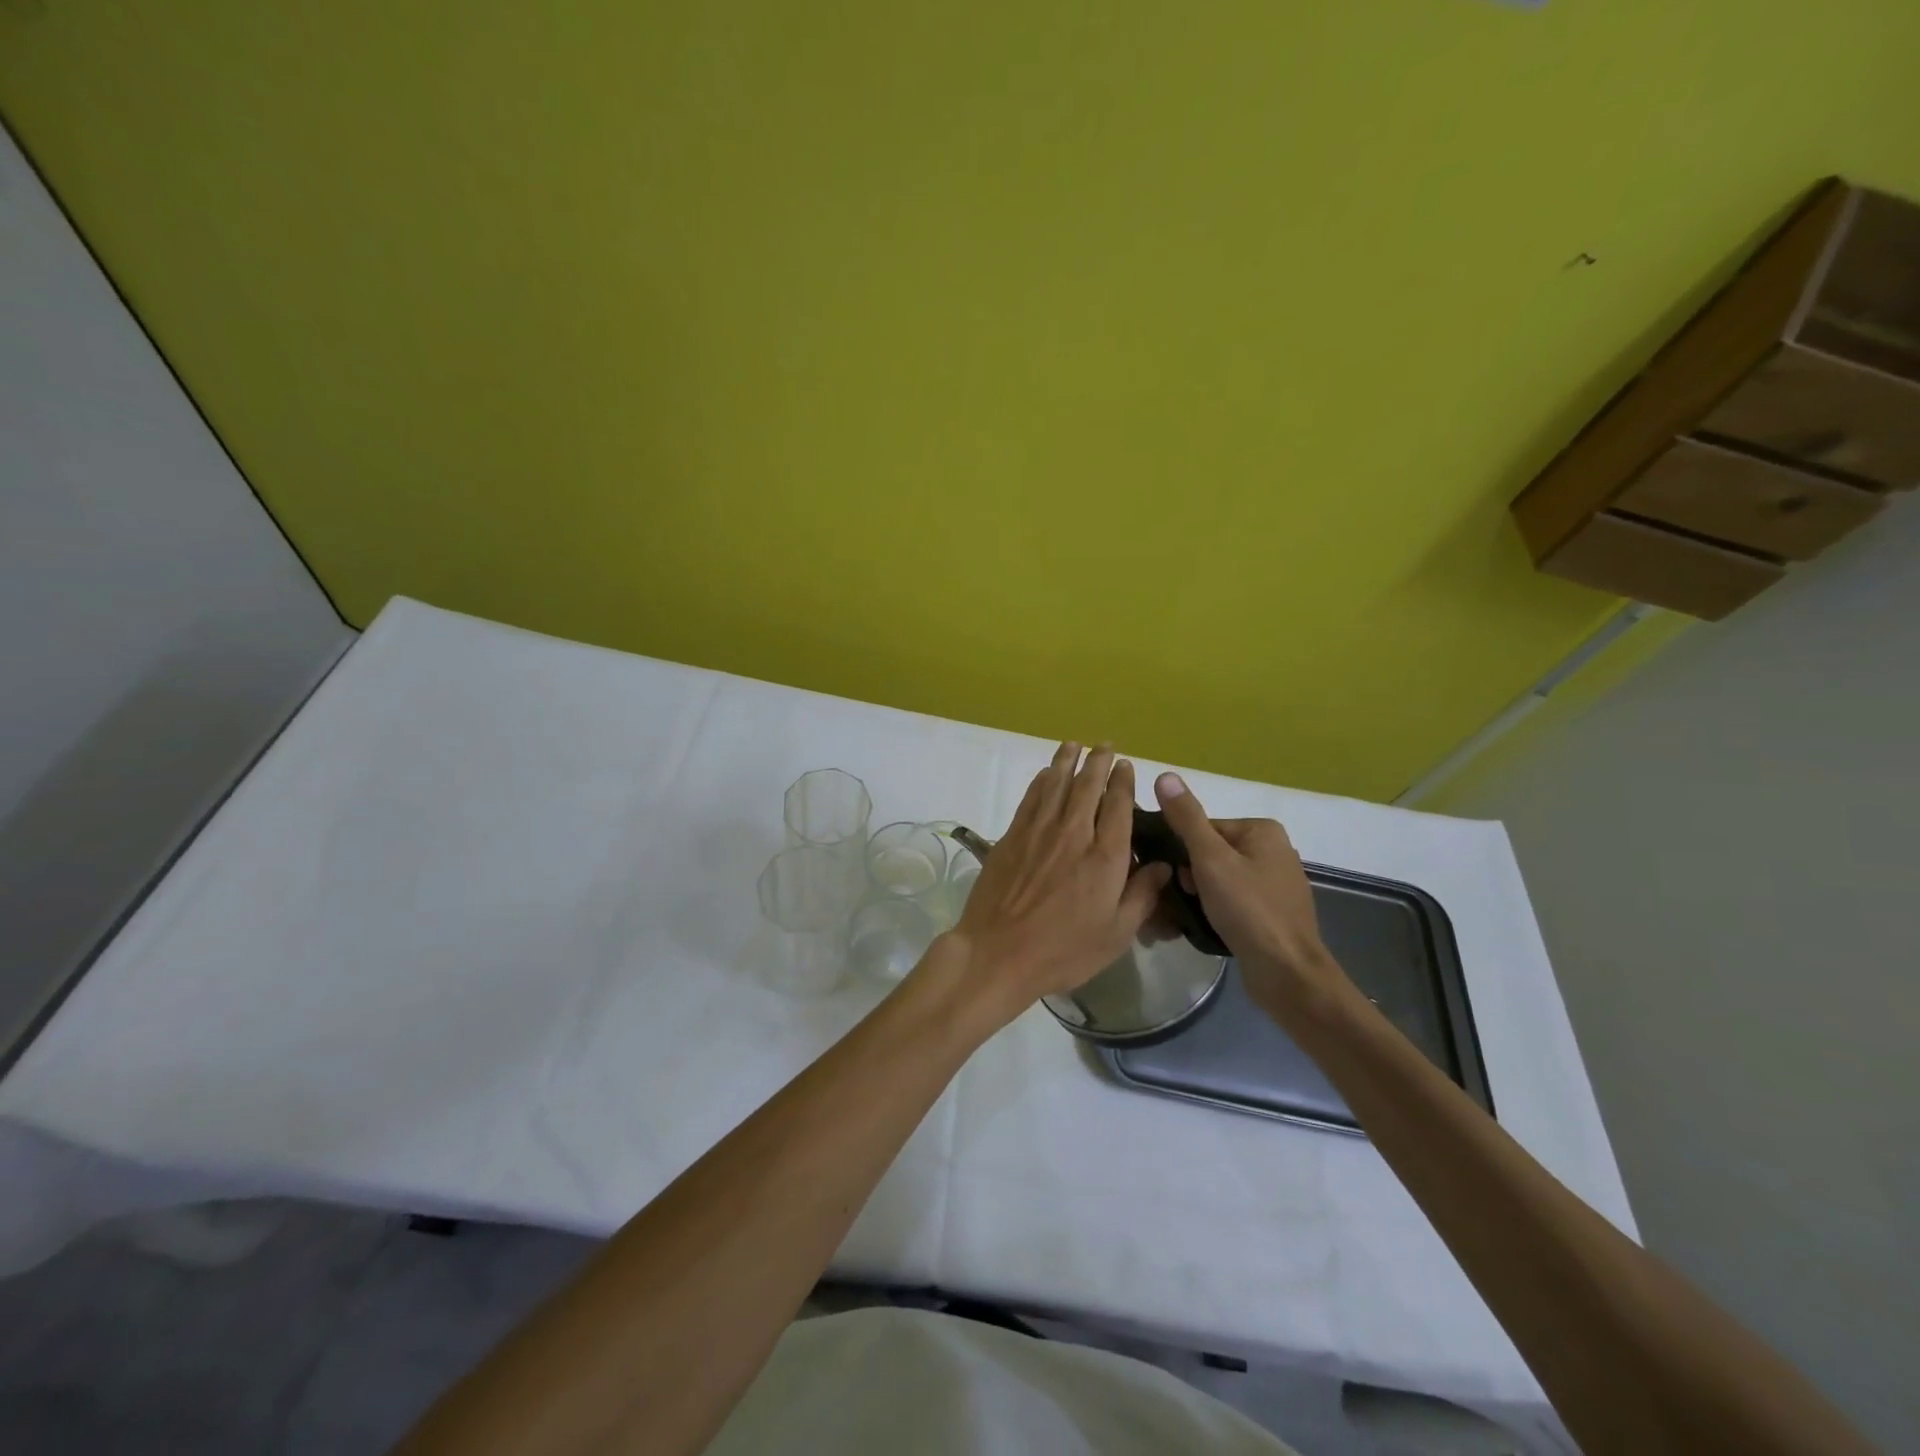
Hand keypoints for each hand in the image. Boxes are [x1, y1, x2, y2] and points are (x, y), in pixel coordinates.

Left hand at [936, 743, 1170, 1028]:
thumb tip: (1164, 865)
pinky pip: (1031, 798)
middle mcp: (1073, 833)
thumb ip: (1142, 895)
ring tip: (1075, 745)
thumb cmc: (1063, 950)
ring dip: (1067, 761)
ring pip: (1056, 784)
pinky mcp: (1012, 836)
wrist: (998, 952)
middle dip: (1098, 761)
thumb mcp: (1116, 934)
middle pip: (1087, 786)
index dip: (1123, 781)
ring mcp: (1039, 831)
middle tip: (1104, 746)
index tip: (1126, 765)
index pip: (1118, 805)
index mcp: (1105, 856)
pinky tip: (1047, 773)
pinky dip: (1041, 780)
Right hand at [1151, 772, 1344, 1019]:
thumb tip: (1165, 774)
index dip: (1182, 853)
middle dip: (1188, 878)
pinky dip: (1215, 911)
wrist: (1287, 973)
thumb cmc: (1248, 909)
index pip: (1203, 829)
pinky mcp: (1272, 914)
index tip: (1175, 878)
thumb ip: (1186, 818)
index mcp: (1262, 830)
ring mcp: (1275, 885)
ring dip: (1197, 897)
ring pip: (1219, 881)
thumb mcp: (1210, 859)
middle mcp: (1273, 851)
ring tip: (1182, 919)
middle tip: (1177, 901)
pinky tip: (1204, 928)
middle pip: (1210, 855)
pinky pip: (1233, 903)